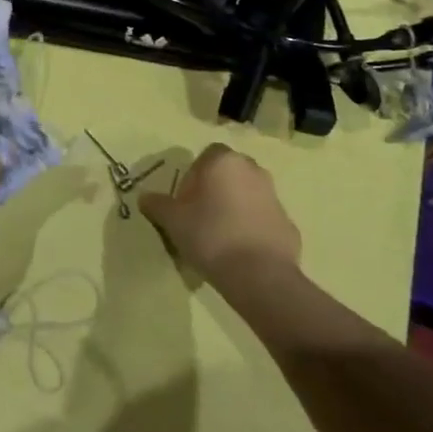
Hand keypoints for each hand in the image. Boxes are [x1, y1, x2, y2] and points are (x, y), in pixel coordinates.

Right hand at [140, 143, 301, 286]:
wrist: (259, 275)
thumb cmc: (210, 235)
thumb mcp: (172, 220)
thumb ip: (157, 204)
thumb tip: (144, 197)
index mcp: (224, 162)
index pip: (206, 156)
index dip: (192, 177)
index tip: (184, 202)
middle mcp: (253, 171)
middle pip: (228, 174)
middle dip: (214, 190)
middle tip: (198, 217)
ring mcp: (274, 197)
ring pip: (247, 195)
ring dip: (233, 208)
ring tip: (218, 237)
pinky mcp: (288, 224)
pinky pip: (262, 219)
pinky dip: (251, 228)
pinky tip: (238, 252)